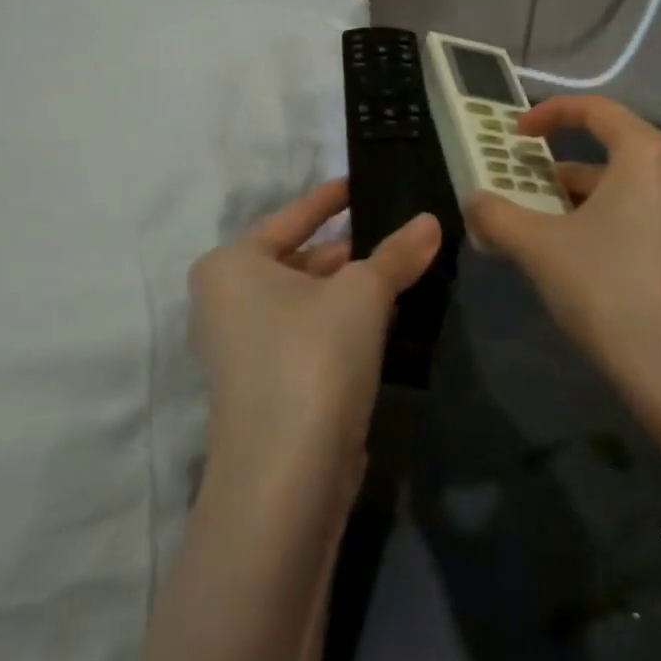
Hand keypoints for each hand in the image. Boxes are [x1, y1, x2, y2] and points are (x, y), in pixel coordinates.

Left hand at [189, 179, 439, 475]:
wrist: (286, 477)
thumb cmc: (312, 356)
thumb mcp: (363, 293)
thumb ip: (397, 253)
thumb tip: (431, 221)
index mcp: (232, 264)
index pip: (292, 216)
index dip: (330, 198)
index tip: (361, 183)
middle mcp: (228, 300)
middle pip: (300, 258)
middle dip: (351, 248)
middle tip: (400, 230)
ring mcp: (244, 347)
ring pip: (308, 299)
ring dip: (352, 287)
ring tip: (403, 267)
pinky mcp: (268, 384)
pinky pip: (311, 333)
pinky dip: (344, 320)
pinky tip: (387, 314)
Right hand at [466, 96, 660, 407]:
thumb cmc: (609, 289)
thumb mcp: (540, 248)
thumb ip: (499, 216)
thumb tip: (473, 200)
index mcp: (649, 155)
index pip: (596, 110)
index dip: (549, 114)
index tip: (516, 135)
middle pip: (612, 152)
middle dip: (559, 171)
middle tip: (521, 191)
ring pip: (628, 190)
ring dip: (581, 202)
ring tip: (540, 230)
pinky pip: (646, 217)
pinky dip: (608, 223)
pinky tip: (580, 259)